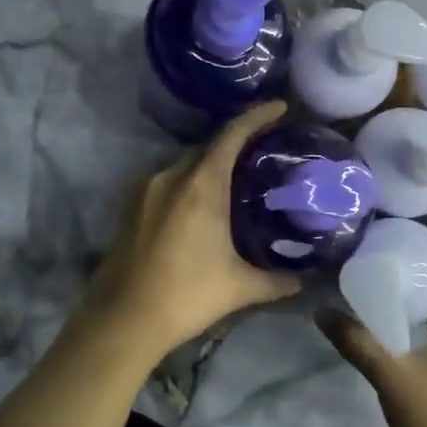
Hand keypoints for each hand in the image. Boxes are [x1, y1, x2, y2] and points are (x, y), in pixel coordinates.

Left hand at [79, 102, 302, 357]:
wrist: (122, 319)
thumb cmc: (186, 296)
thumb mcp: (240, 288)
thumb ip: (277, 281)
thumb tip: (305, 281)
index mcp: (200, 185)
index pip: (231, 135)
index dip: (256, 116)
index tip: (279, 107)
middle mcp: (170, 176)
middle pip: (208, 147)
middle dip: (236, 142)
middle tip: (264, 149)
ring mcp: (145, 190)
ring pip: (185, 164)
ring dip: (210, 165)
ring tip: (236, 180)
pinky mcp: (129, 207)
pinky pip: (167, 181)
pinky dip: (189, 183)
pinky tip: (202, 206)